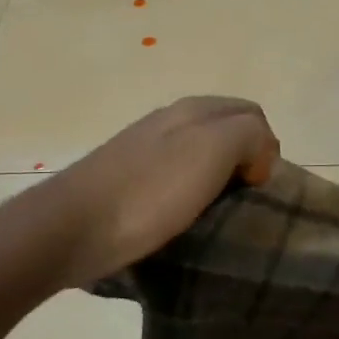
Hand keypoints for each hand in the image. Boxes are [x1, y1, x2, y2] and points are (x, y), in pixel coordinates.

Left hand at [44, 97, 279, 287]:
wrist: (71, 229)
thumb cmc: (148, 192)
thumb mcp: (211, 151)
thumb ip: (248, 134)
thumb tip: (257, 153)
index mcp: (193, 109)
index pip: (252, 114)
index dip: (266, 148)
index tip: (258, 187)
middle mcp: (169, 121)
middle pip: (226, 132)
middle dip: (244, 162)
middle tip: (244, 202)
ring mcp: (145, 149)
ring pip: (201, 156)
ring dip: (217, 181)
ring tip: (218, 215)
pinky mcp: (128, 180)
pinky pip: (175, 179)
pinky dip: (191, 195)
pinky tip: (185, 218)